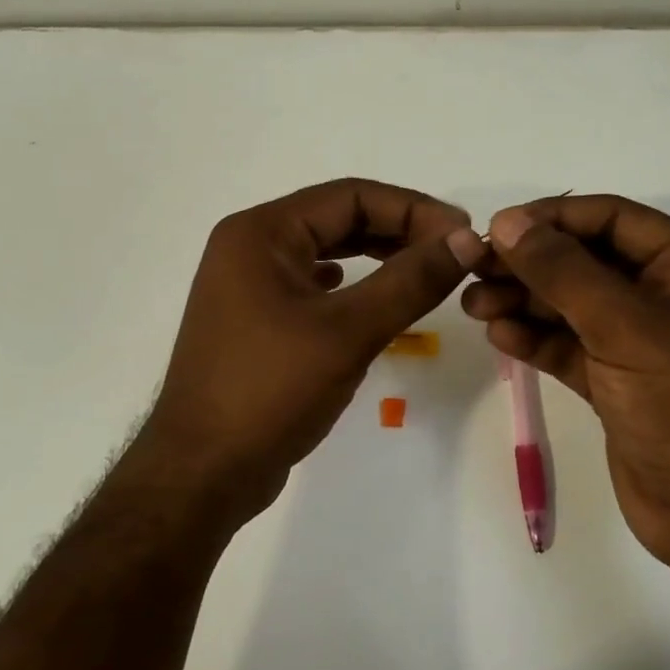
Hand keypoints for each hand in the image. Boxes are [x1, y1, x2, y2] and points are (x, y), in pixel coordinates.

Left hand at [140, 178, 485, 527]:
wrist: (203, 472)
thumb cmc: (271, 392)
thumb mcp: (348, 332)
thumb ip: (410, 281)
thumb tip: (466, 240)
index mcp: (261, 233)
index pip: (350, 196)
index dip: (413, 209)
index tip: (464, 235)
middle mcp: (249, 247)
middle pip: (337, 219)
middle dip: (398, 231)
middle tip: (453, 253)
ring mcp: (247, 286)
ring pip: (326, 252)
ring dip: (377, 257)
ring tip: (425, 271)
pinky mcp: (255, 321)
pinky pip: (312, 286)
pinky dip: (349, 286)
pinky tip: (370, 299)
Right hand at [461, 195, 669, 565]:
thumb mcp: (624, 326)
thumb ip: (562, 271)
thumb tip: (506, 223)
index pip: (613, 219)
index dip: (553, 218)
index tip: (496, 229)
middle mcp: (667, 296)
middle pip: (586, 261)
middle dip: (530, 264)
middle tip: (473, 269)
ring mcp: (642, 342)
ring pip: (572, 306)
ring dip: (524, 302)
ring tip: (473, 305)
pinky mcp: (618, 382)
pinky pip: (570, 347)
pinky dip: (535, 339)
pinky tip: (499, 337)